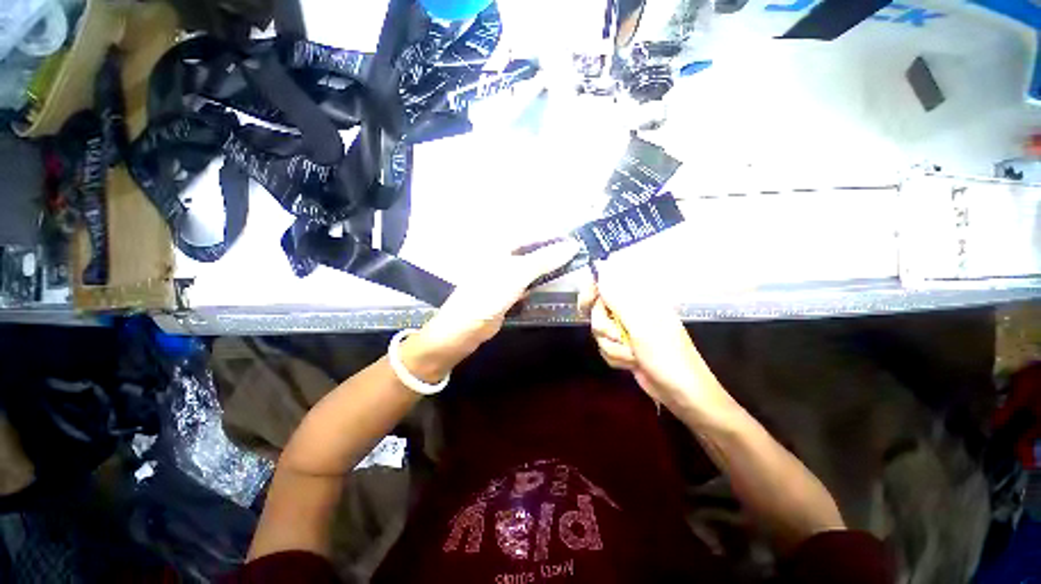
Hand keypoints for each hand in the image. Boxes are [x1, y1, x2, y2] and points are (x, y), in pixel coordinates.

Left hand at [402, 239, 581, 381]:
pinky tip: (558, 286)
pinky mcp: (506, 296)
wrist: (464, 328)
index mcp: (500, 246)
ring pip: (532, 268)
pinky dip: (542, 283)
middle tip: (581, 254)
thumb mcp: (518, 273)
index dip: (554, 235)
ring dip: (550, 267)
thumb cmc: (487, 294)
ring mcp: (503, 277)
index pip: (533, 234)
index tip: (579, 238)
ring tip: (576, 267)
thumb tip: (573, 245)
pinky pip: (529, 284)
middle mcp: (502, 258)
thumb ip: (545, 259)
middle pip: (533, 250)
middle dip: (554, 251)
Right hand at [578, 261, 707, 410]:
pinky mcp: (627, 349)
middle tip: (618, 337)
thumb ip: (618, 297)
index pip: (609, 280)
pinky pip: (607, 348)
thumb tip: (601, 266)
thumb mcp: (641, 325)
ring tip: (633, 355)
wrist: (679, 389)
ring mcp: (630, 330)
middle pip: (599, 309)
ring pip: (601, 332)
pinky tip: (632, 364)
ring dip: (613, 348)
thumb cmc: (666, 354)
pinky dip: (616, 358)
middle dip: (605, 328)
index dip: (593, 290)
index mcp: (642, 297)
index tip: (585, 304)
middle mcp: (635, 310)